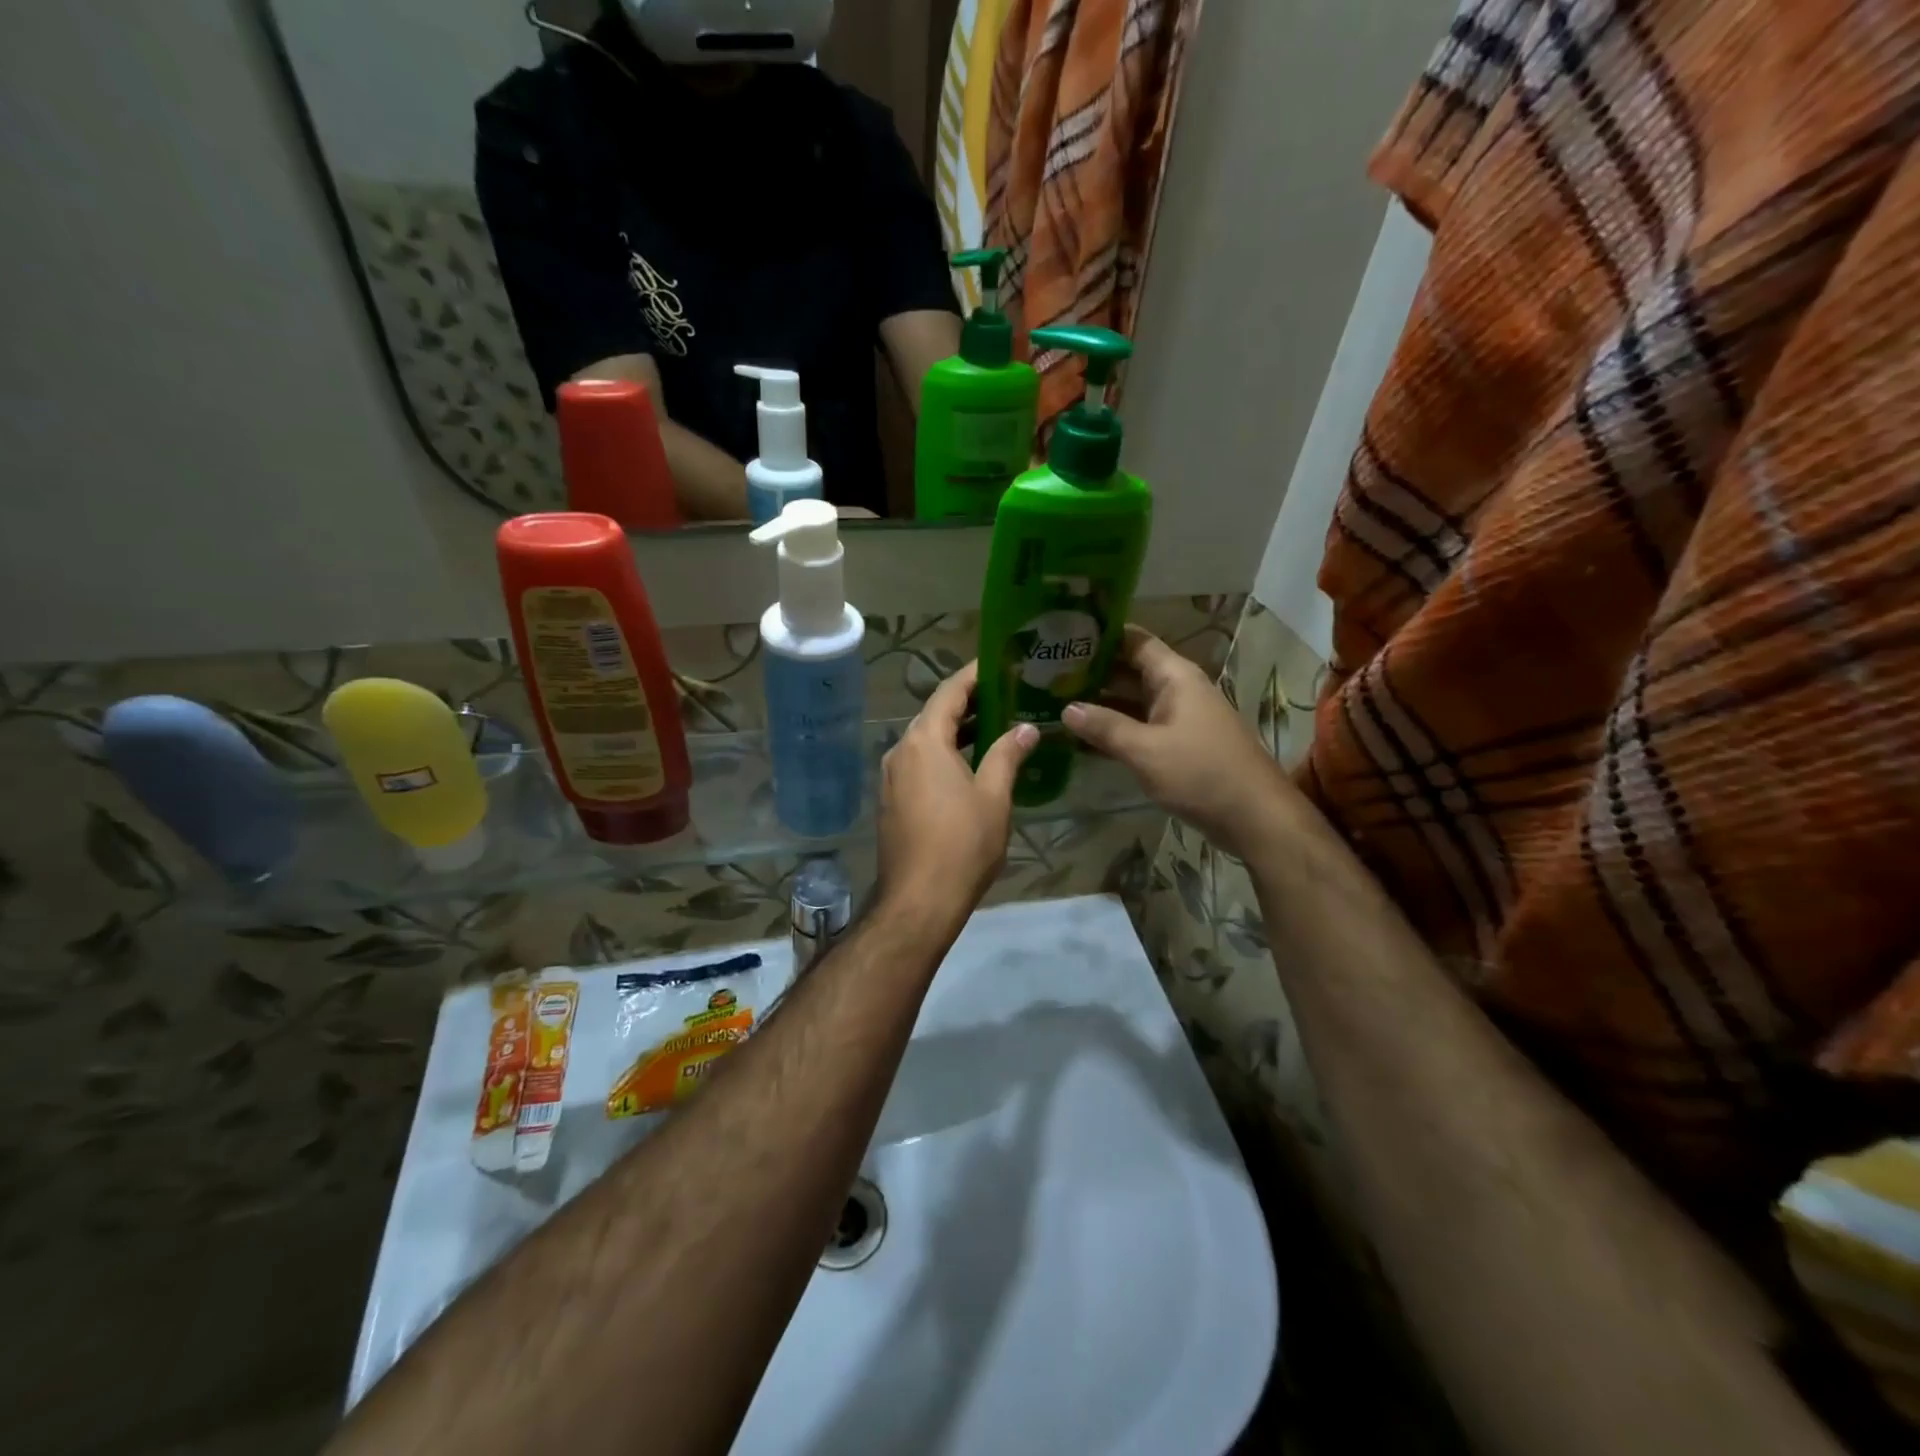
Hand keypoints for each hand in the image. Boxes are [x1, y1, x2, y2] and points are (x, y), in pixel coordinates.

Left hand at [877, 661, 1038, 926]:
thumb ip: (1007, 755)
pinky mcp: (891, 800)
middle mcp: (901, 750)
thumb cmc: (962, 843)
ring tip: (996, 726)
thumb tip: (1026, 728)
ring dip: (958, 731)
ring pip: (927, 741)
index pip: (950, 692)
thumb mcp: (994, 796)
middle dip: (970, 703)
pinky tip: (971, 764)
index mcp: (924, 741)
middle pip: (936, 714)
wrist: (919, 900)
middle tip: (1007, 694)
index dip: (974, 674)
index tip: (1000, 661)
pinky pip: (920, 763)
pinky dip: (945, 755)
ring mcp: (891, 776)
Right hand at [1063, 627, 1297, 859]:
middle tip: (1047, 671)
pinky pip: (1141, 726)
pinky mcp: (1179, 744)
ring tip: (1056, 699)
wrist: (1254, 817)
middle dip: (1093, 670)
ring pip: (1134, 700)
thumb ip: (1105, 727)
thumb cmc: (1201, 773)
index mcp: (1175, 677)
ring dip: (1101, 701)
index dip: (1102, 634)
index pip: (1135, 640)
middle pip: (1131, 669)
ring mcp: (1180, 718)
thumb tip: (1066, 708)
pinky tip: (1084, 736)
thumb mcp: (1145, 750)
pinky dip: (1116, 727)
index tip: (1065, 633)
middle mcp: (1178, 689)